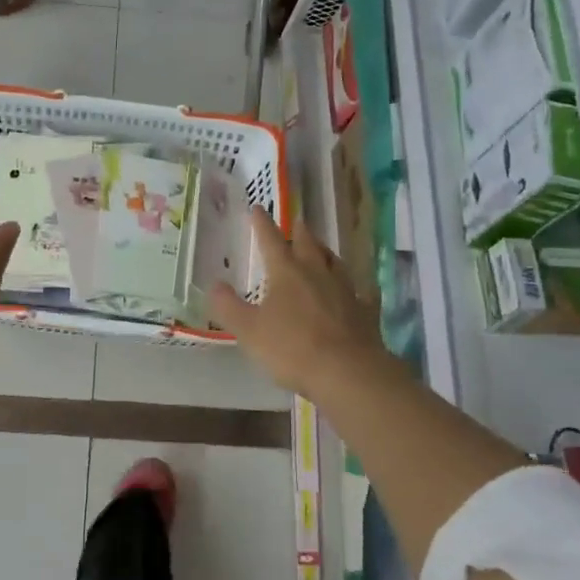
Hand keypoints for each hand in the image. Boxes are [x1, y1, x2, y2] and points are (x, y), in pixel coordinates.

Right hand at [210, 210, 389, 396]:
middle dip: (299, 231)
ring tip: (321, 249)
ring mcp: (346, 290)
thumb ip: (228, 307)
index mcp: (287, 273)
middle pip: (308, 244)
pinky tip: (359, 288)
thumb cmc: (292, 348)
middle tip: (297, 221)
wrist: (347, 372)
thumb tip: (214, 284)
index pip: (271, 240)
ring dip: (326, 253)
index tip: (257, 208)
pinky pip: (362, 292)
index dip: (262, 224)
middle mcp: (317, 273)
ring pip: (335, 262)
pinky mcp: (365, 311)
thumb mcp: (248, 330)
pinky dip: (358, 287)